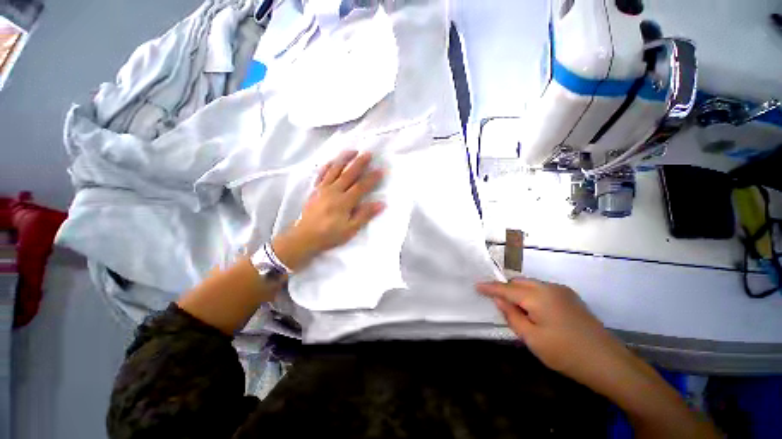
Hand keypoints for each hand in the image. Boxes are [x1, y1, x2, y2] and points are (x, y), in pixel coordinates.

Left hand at [272, 150, 384, 270]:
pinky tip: (332, 161)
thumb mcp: (350, 229)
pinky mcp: (315, 190)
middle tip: (368, 153)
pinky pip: (321, 174)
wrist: (305, 237)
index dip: (371, 178)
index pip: (361, 186)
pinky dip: (327, 166)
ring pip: (335, 170)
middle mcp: (334, 191)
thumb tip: (381, 203)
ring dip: (344, 159)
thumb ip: (365, 215)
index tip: (380, 170)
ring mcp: (323, 189)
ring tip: (352, 151)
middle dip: (359, 163)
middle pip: (349, 174)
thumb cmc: (330, 235)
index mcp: (344, 202)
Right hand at [477, 278, 633, 393]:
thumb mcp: (532, 338)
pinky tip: (535, 311)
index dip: (490, 287)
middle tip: (498, 303)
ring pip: (532, 285)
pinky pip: (543, 290)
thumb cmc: (565, 353)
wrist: (609, 363)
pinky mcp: (571, 298)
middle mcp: (550, 287)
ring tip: (517, 310)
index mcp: (538, 296)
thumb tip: (498, 299)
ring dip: (520, 292)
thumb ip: (512, 315)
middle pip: (519, 282)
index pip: (507, 289)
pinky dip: (532, 295)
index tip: (476, 286)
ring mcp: (563, 291)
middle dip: (506, 289)